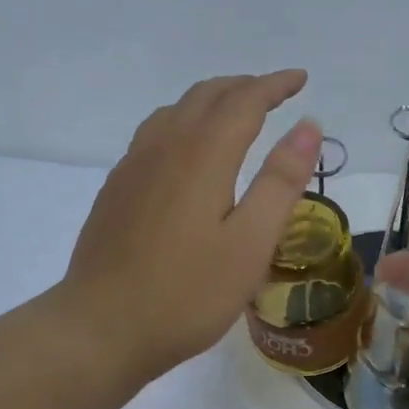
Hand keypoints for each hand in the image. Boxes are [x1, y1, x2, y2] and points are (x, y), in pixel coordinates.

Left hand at [59, 71, 320, 387]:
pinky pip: (155, 132)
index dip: (275, 85)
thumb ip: (281, 181)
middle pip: (206, 95)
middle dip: (245, 86)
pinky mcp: (117, 188)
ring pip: (176, 110)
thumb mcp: (251, 243)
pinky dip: (185, 121)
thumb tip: (308, 126)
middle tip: (276, 93)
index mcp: (202, 155)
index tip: (301, 80)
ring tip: (237, 113)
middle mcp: (164, 147)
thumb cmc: (187, 293)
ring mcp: (133, 166)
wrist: (100, 328)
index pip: (244, 101)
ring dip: (212, 100)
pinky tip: (189, 150)